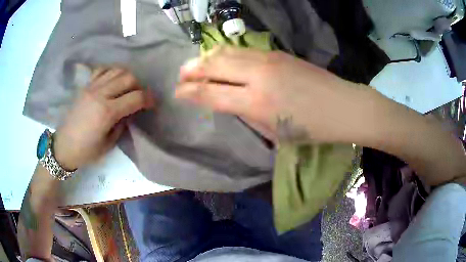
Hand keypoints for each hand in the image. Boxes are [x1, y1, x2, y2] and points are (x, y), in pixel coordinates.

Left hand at [53, 67, 153, 169]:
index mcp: (107, 112)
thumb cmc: (86, 151)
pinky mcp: (85, 86)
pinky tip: (113, 80)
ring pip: (117, 70)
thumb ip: (122, 125)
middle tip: (139, 96)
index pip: (135, 97)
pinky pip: (102, 70)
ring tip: (127, 88)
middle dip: (139, 86)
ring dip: (127, 77)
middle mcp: (100, 94)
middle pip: (128, 78)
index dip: (148, 99)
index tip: (152, 104)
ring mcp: (91, 87)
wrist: (63, 146)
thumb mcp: (109, 144)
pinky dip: (112, 71)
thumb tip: (129, 112)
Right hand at [176, 47, 360, 142]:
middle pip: (213, 65)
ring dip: (206, 58)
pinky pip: (242, 50)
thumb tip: (229, 101)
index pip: (211, 93)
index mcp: (257, 103)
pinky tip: (220, 58)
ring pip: (226, 52)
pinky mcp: (276, 52)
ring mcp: (268, 59)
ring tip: (195, 65)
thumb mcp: (275, 132)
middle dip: (192, 70)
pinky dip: (225, 53)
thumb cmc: (312, 129)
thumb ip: (247, 114)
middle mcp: (258, 76)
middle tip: (181, 76)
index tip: (177, 93)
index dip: (189, 92)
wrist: (342, 106)